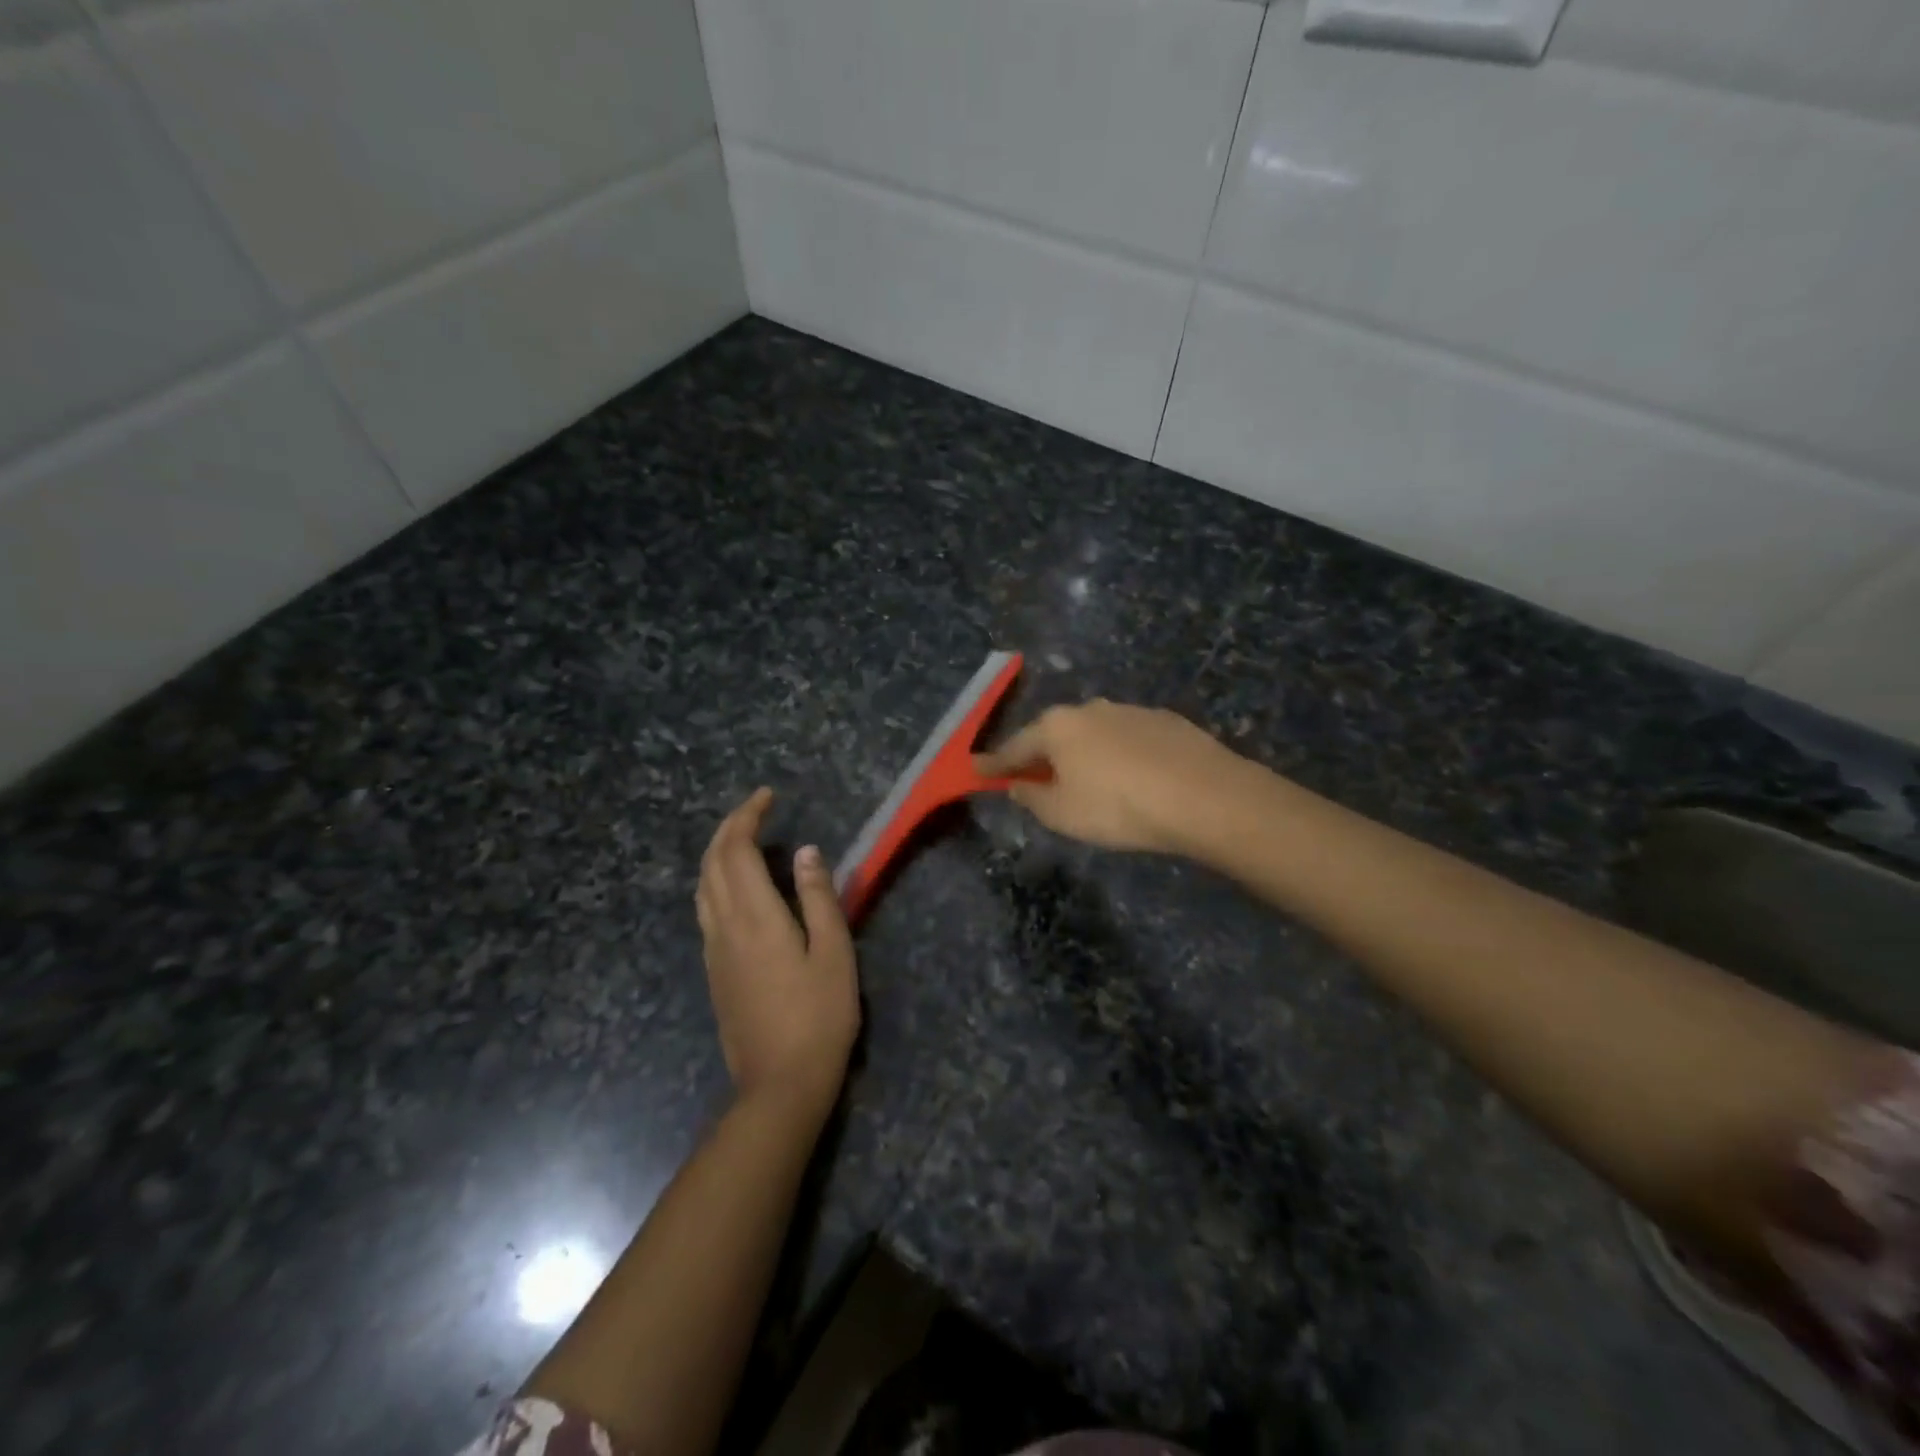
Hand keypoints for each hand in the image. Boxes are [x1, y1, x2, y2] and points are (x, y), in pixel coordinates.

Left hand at [695, 788, 859, 1117]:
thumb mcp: (834, 953)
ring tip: (744, 839)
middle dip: (729, 827)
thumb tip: (806, 851)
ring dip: (717, 852)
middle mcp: (724, 926)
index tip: (768, 796)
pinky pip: (704, 908)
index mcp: (755, 917)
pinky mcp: (713, 970)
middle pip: (712, 862)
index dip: (748, 816)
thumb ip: (818, 898)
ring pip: (702, 886)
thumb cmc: (819, 1016)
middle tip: (757, 809)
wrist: (779, 1084)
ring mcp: (713, 950)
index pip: (738, 850)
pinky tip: (737, 887)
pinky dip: (715, 880)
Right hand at [973, 700, 1245, 854]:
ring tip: (1086, 781)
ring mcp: (1130, 710)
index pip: (1014, 747)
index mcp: (1057, 727)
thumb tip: (1019, 784)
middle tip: (1032, 778)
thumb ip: (1032, 797)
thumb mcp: (1062, 814)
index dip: (994, 764)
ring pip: (1092, 734)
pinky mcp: (1165, 720)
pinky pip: (1126, 739)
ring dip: (1082, 754)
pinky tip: (1130, 777)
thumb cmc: (1118, 807)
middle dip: (1041, 756)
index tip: (975, 770)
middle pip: (1053, 734)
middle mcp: (1089, 709)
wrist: (1204, 795)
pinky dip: (1117, 755)